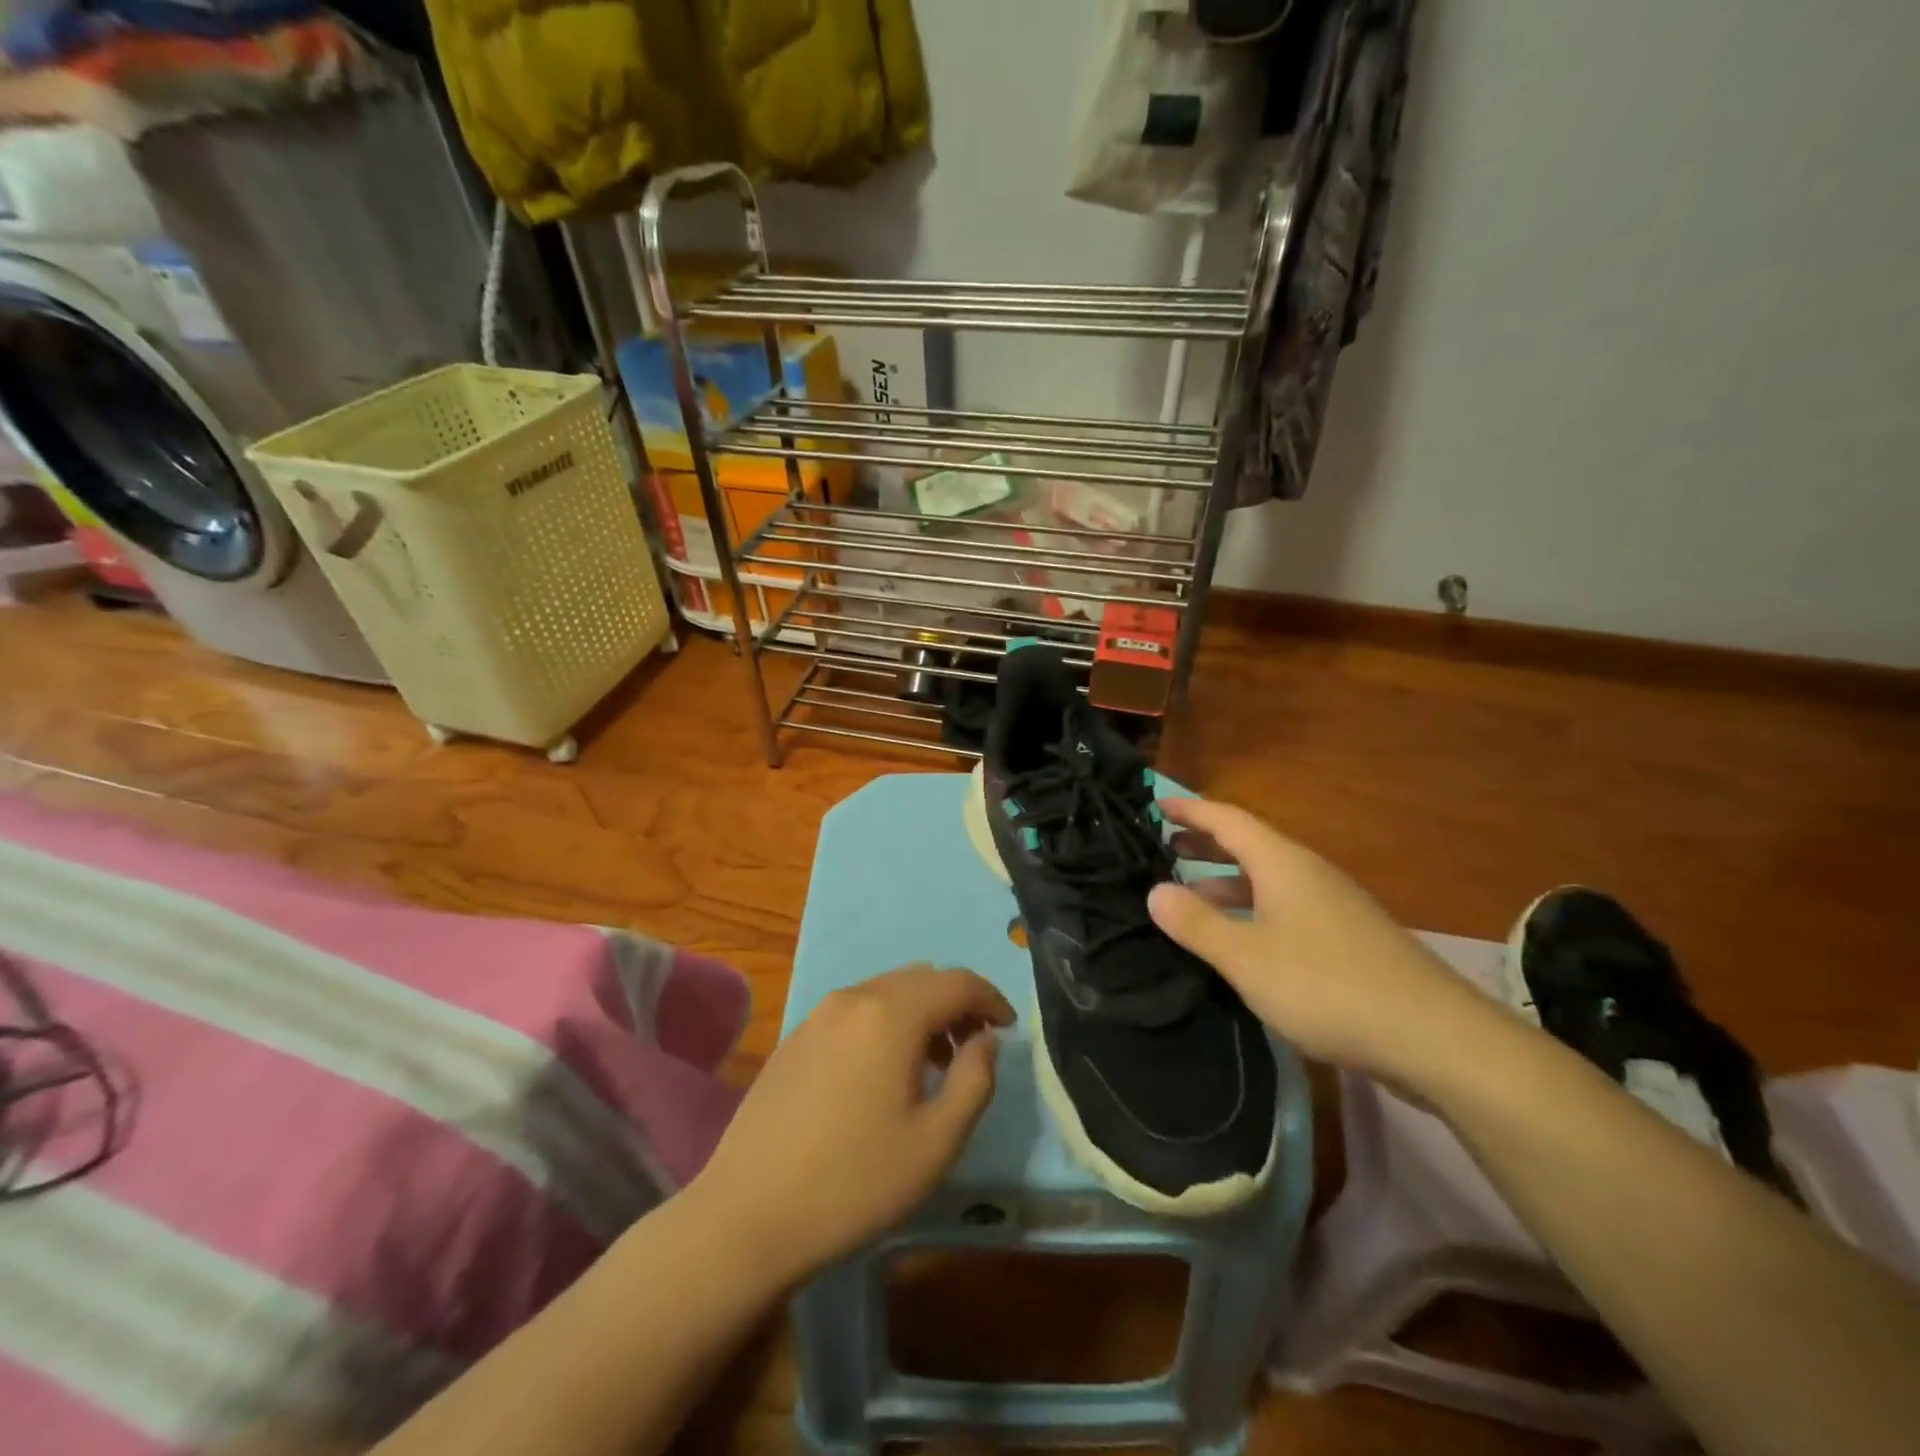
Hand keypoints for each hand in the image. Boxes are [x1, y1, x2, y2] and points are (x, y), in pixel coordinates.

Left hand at [687, 964, 1014, 1285]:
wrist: (747, 1215)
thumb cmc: (854, 1181)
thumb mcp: (936, 1141)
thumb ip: (975, 1080)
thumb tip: (985, 1039)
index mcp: (891, 1013)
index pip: (957, 982)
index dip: (990, 998)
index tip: (1008, 1028)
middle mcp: (854, 997)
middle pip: (921, 979)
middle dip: (956, 1002)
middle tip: (975, 1045)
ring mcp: (818, 1015)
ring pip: (886, 992)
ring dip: (921, 1012)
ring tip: (935, 1062)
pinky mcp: (795, 1037)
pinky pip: (856, 1011)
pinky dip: (886, 1023)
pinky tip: (884, 1072)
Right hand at [1147, 798, 1503, 1084]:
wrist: (1435, 1038)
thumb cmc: (1327, 986)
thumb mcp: (1247, 957)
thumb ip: (1197, 923)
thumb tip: (1154, 891)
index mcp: (1283, 864)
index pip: (1228, 819)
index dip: (1191, 809)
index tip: (1158, 803)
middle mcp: (1309, 875)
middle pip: (1248, 846)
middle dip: (1205, 844)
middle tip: (1163, 849)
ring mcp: (1333, 908)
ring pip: (1267, 881)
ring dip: (1225, 882)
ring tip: (1189, 896)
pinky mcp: (1348, 941)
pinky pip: (1285, 909)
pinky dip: (1251, 911)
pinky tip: (1240, 941)